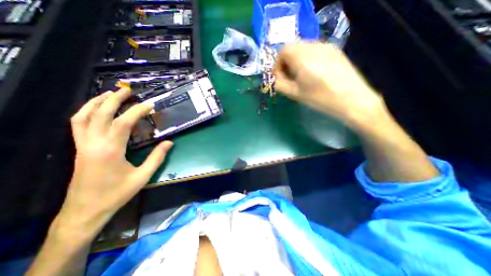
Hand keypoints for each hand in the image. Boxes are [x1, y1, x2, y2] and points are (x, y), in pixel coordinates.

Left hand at [53, 89, 170, 238]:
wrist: (86, 210)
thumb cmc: (117, 193)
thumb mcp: (143, 176)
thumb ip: (157, 157)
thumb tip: (169, 142)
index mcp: (110, 150)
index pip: (123, 123)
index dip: (137, 111)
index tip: (150, 105)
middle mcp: (93, 144)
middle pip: (100, 114)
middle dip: (114, 99)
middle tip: (128, 91)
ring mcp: (82, 145)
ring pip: (83, 116)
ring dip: (96, 102)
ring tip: (110, 94)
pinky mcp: (79, 149)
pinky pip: (78, 124)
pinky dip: (86, 112)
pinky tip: (96, 109)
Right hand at [275, 43, 389, 130]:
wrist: (352, 100)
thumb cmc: (320, 98)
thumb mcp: (295, 94)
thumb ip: (280, 84)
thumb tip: (275, 78)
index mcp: (302, 57)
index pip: (283, 51)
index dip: (278, 64)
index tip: (279, 77)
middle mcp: (314, 46)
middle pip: (293, 48)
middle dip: (286, 62)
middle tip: (288, 77)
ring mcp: (326, 47)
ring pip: (304, 48)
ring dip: (297, 60)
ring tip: (300, 76)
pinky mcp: (335, 50)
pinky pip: (315, 50)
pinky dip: (308, 59)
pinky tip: (313, 73)